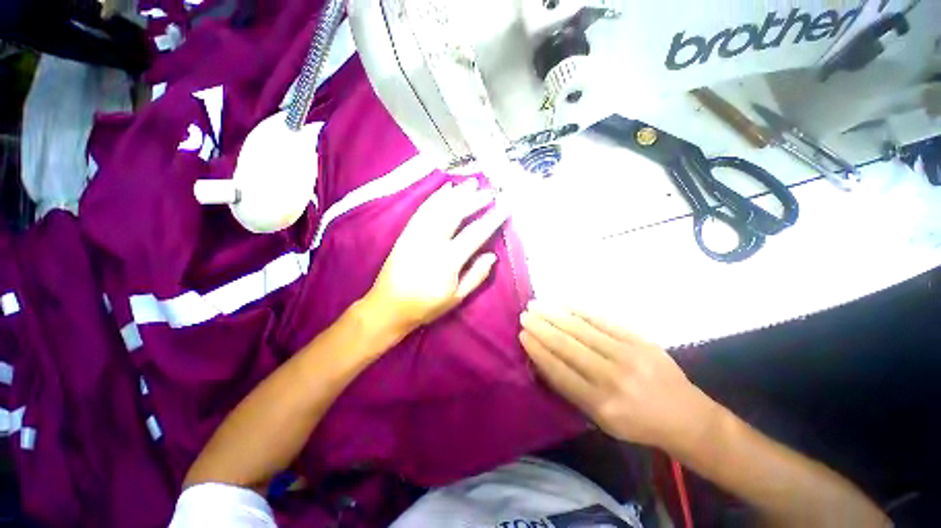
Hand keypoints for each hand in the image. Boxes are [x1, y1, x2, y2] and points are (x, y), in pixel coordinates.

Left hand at [364, 179, 508, 335]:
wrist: (388, 307)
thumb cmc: (426, 306)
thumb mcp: (456, 298)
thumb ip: (476, 276)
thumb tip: (492, 255)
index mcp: (448, 261)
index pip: (475, 235)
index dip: (492, 219)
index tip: (505, 206)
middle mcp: (431, 243)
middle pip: (455, 215)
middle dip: (474, 200)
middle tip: (490, 192)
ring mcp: (416, 235)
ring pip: (439, 208)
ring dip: (457, 194)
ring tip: (472, 184)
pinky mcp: (406, 233)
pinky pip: (422, 211)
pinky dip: (435, 198)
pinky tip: (446, 190)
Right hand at [520, 302, 718, 450]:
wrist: (686, 416)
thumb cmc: (638, 423)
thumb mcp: (601, 420)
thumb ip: (571, 390)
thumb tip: (543, 361)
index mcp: (601, 404)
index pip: (559, 371)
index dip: (538, 351)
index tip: (522, 335)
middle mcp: (612, 378)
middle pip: (567, 346)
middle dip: (542, 328)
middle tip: (525, 315)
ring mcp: (628, 355)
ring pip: (582, 330)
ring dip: (555, 315)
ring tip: (537, 305)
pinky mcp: (639, 340)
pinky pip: (603, 321)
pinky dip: (580, 310)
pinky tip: (564, 303)